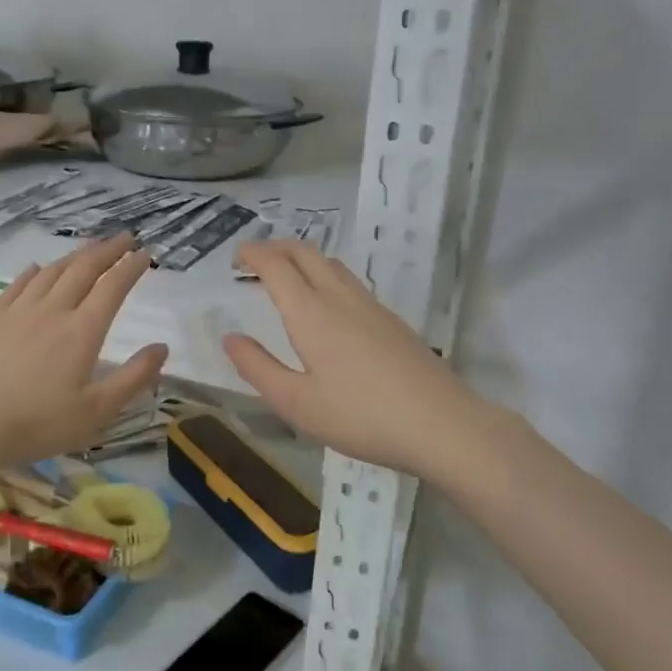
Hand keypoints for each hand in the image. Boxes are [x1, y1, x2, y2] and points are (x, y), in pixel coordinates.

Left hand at [0, 234, 168, 476]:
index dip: (131, 267)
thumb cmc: (35, 424)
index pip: (113, 287)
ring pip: (52, 271)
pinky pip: (18, 284)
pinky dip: (34, 271)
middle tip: (124, 236)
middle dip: (108, 250)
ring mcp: (17, 311)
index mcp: (82, 331)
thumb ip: (133, 378)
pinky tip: (37, 268)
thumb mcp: (95, 412)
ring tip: (90, 247)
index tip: (145, 253)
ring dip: (75, 255)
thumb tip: (163, 347)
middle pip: (83, 269)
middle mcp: (52, 310)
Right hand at [224, 241, 488, 476]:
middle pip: (305, 252)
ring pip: (331, 264)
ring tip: (286, 276)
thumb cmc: (359, 416)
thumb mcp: (296, 403)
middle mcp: (340, 297)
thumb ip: (258, 368)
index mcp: (311, 313)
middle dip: (276, 247)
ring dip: (302, 259)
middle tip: (254, 261)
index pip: (276, 265)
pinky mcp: (391, 320)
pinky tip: (327, 305)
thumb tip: (231, 338)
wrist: (440, 423)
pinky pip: (350, 282)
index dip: (252, 254)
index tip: (236, 258)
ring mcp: (370, 306)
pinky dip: (325, 276)